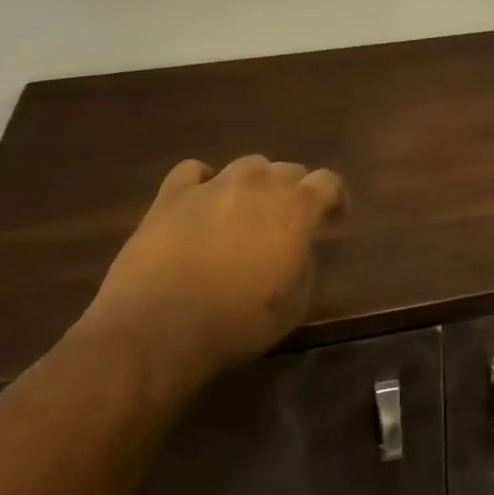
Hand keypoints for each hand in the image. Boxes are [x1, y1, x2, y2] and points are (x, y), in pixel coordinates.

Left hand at [82, 155, 346, 380]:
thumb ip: (304, 264)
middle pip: (288, 169)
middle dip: (295, 191)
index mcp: (296, 209)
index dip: (334, 199)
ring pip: (247, 165)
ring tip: (245, 211)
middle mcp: (258, 184)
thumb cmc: (236, 323)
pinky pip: (193, 171)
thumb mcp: (294, 305)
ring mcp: (213, 185)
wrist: (158, 329)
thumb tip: (298, 248)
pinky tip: (201, 202)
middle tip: (287, 223)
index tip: (331, 221)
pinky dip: (203, 182)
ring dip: (255, 184)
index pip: (328, 182)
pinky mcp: (171, 195)